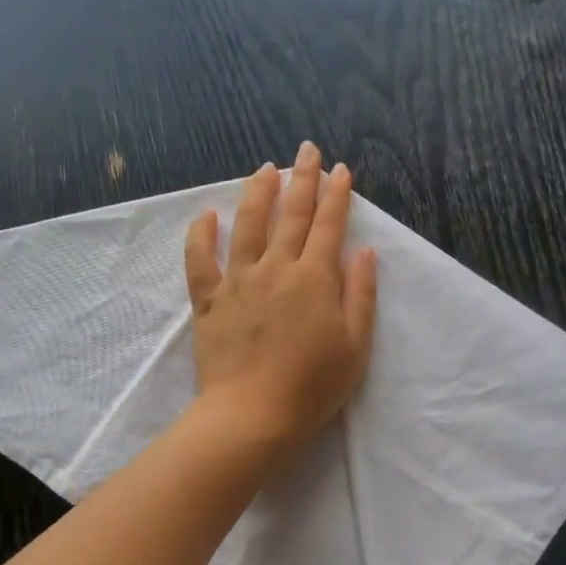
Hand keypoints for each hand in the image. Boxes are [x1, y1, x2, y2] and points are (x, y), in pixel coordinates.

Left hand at [185, 142, 376, 456]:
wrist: (253, 414)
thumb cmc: (312, 386)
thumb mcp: (354, 346)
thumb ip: (361, 295)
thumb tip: (365, 252)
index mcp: (315, 279)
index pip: (328, 225)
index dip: (337, 195)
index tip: (341, 169)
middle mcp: (276, 269)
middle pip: (291, 215)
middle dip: (302, 178)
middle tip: (306, 150)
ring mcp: (239, 282)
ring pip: (247, 225)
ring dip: (257, 193)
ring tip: (264, 169)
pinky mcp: (209, 301)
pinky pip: (200, 260)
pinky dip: (201, 235)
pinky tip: (206, 215)